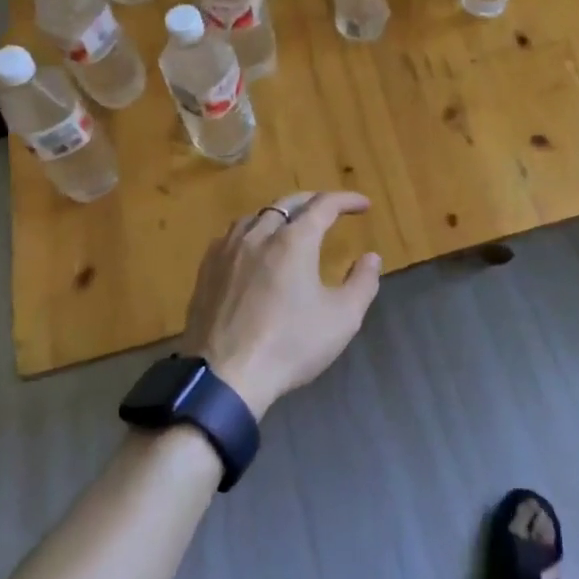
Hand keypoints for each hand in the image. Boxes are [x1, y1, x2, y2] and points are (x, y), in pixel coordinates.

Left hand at [181, 192, 382, 418]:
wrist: (225, 378)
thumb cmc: (289, 346)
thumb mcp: (342, 319)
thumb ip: (362, 283)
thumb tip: (371, 257)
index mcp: (293, 241)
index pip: (324, 206)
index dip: (346, 200)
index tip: (363, 205)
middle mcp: (259, 235)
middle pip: (287, 203)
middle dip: (313, 201)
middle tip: (330, 209)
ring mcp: (227, 251)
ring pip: (256, 217)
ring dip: (279, 215)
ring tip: (291, 226)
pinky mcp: (207, 270)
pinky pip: (231, 236)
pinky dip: (251, 232)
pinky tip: (253, 249)